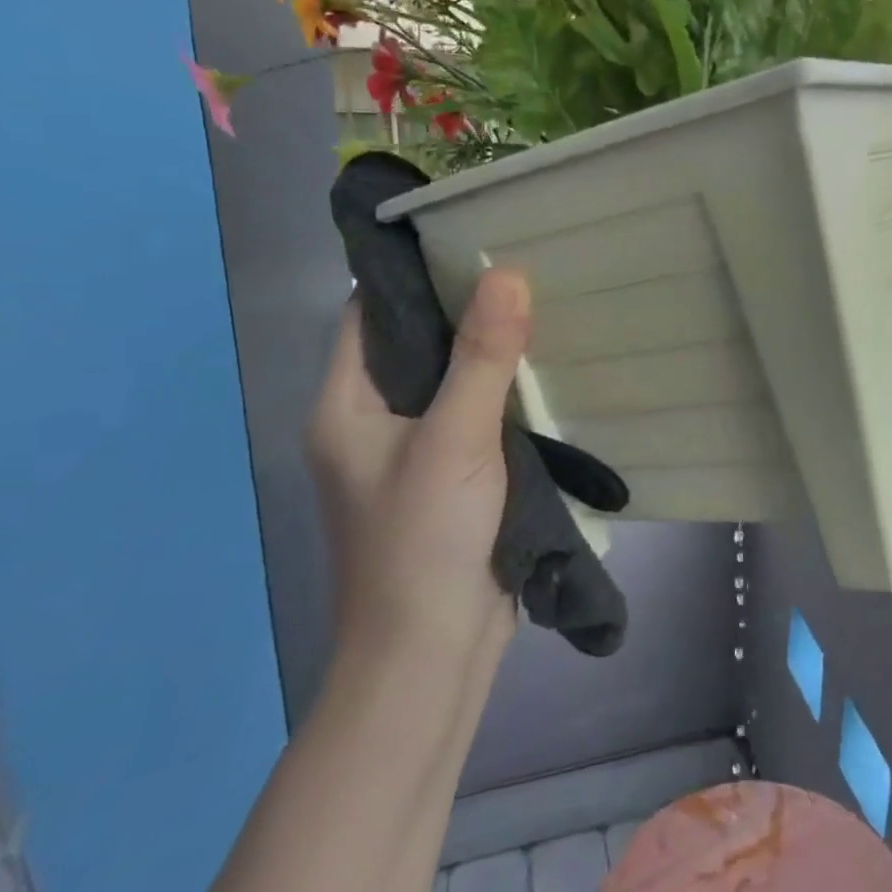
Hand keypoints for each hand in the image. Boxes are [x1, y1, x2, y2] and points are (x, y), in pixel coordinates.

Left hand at [306, 266, 530, 663]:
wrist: (432, 655)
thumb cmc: (422, 541)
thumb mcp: (454, 439)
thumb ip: (481, 357)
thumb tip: (508, 271)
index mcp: (345, 404)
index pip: (368, 313)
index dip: (411, 272)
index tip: (469, 236)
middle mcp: (372, 421)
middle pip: (414, 343)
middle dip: (463, 307)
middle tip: (524, 265)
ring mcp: (412, 453)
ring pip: (450, 381)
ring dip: (489, 352)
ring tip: (543, 305)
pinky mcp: (451, 479)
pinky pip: (476, 417)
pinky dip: (504, 393)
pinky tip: (546, 372)